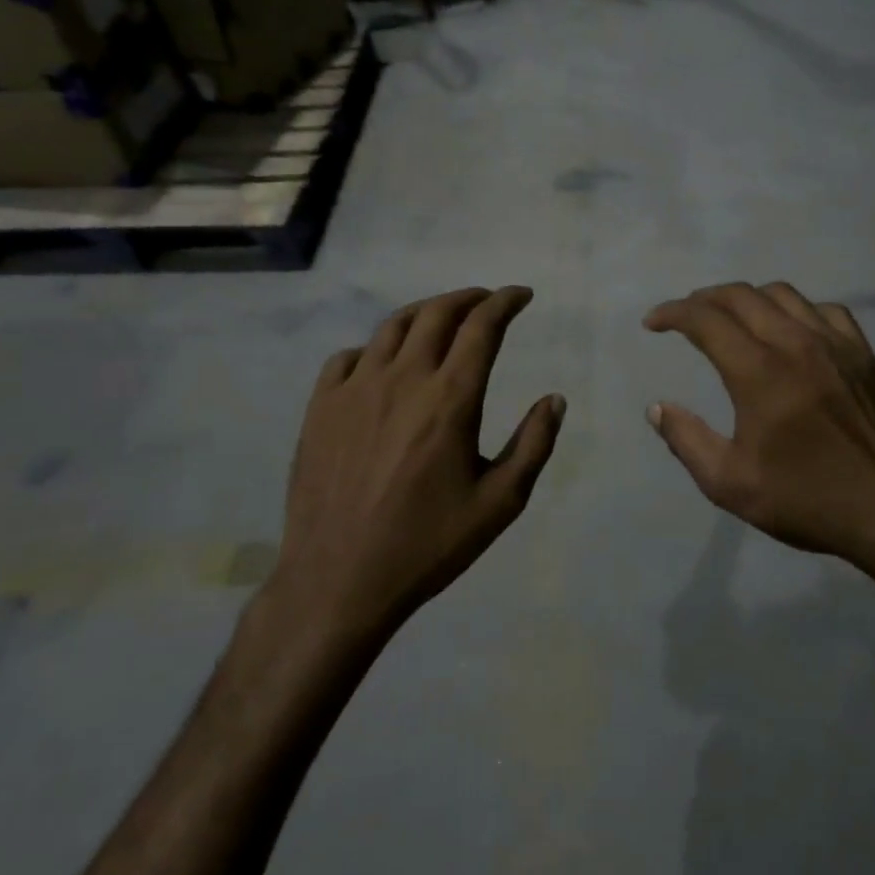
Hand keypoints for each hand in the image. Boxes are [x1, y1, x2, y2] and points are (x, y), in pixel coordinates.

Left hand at [264, 287, 564, 642]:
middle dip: (469, 298)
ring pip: (392, 327)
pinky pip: (348, 357)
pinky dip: (375, 348)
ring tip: (442, 319)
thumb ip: (533, 445)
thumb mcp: (499, 503)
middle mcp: (402, 379)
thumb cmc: (428, 544)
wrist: (339, 579)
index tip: (521, 296)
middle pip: (437, 313)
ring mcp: (355, 389)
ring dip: (425, 313)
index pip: (482, 326)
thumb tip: (555, 399)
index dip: (505, 302)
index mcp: (450, 399)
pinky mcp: (320, 407)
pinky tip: (383, 364)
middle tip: (487, 301)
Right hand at [644, 282, 874, 591]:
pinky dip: (795, 310)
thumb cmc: (807, 500)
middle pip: (741, 296)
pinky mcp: (864, 354)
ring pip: (783, 294)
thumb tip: (657, 408)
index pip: (706, 320)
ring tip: (732, 318)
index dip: (672, 313)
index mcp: (759, 373)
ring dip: (747, 298)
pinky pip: (824, 310)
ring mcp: (836, 344)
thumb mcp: (730, 484)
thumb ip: (686, 440)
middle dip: (704, 299)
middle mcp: (796, 344)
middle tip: (685, 317)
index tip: (653, 323)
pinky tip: (791, 331)